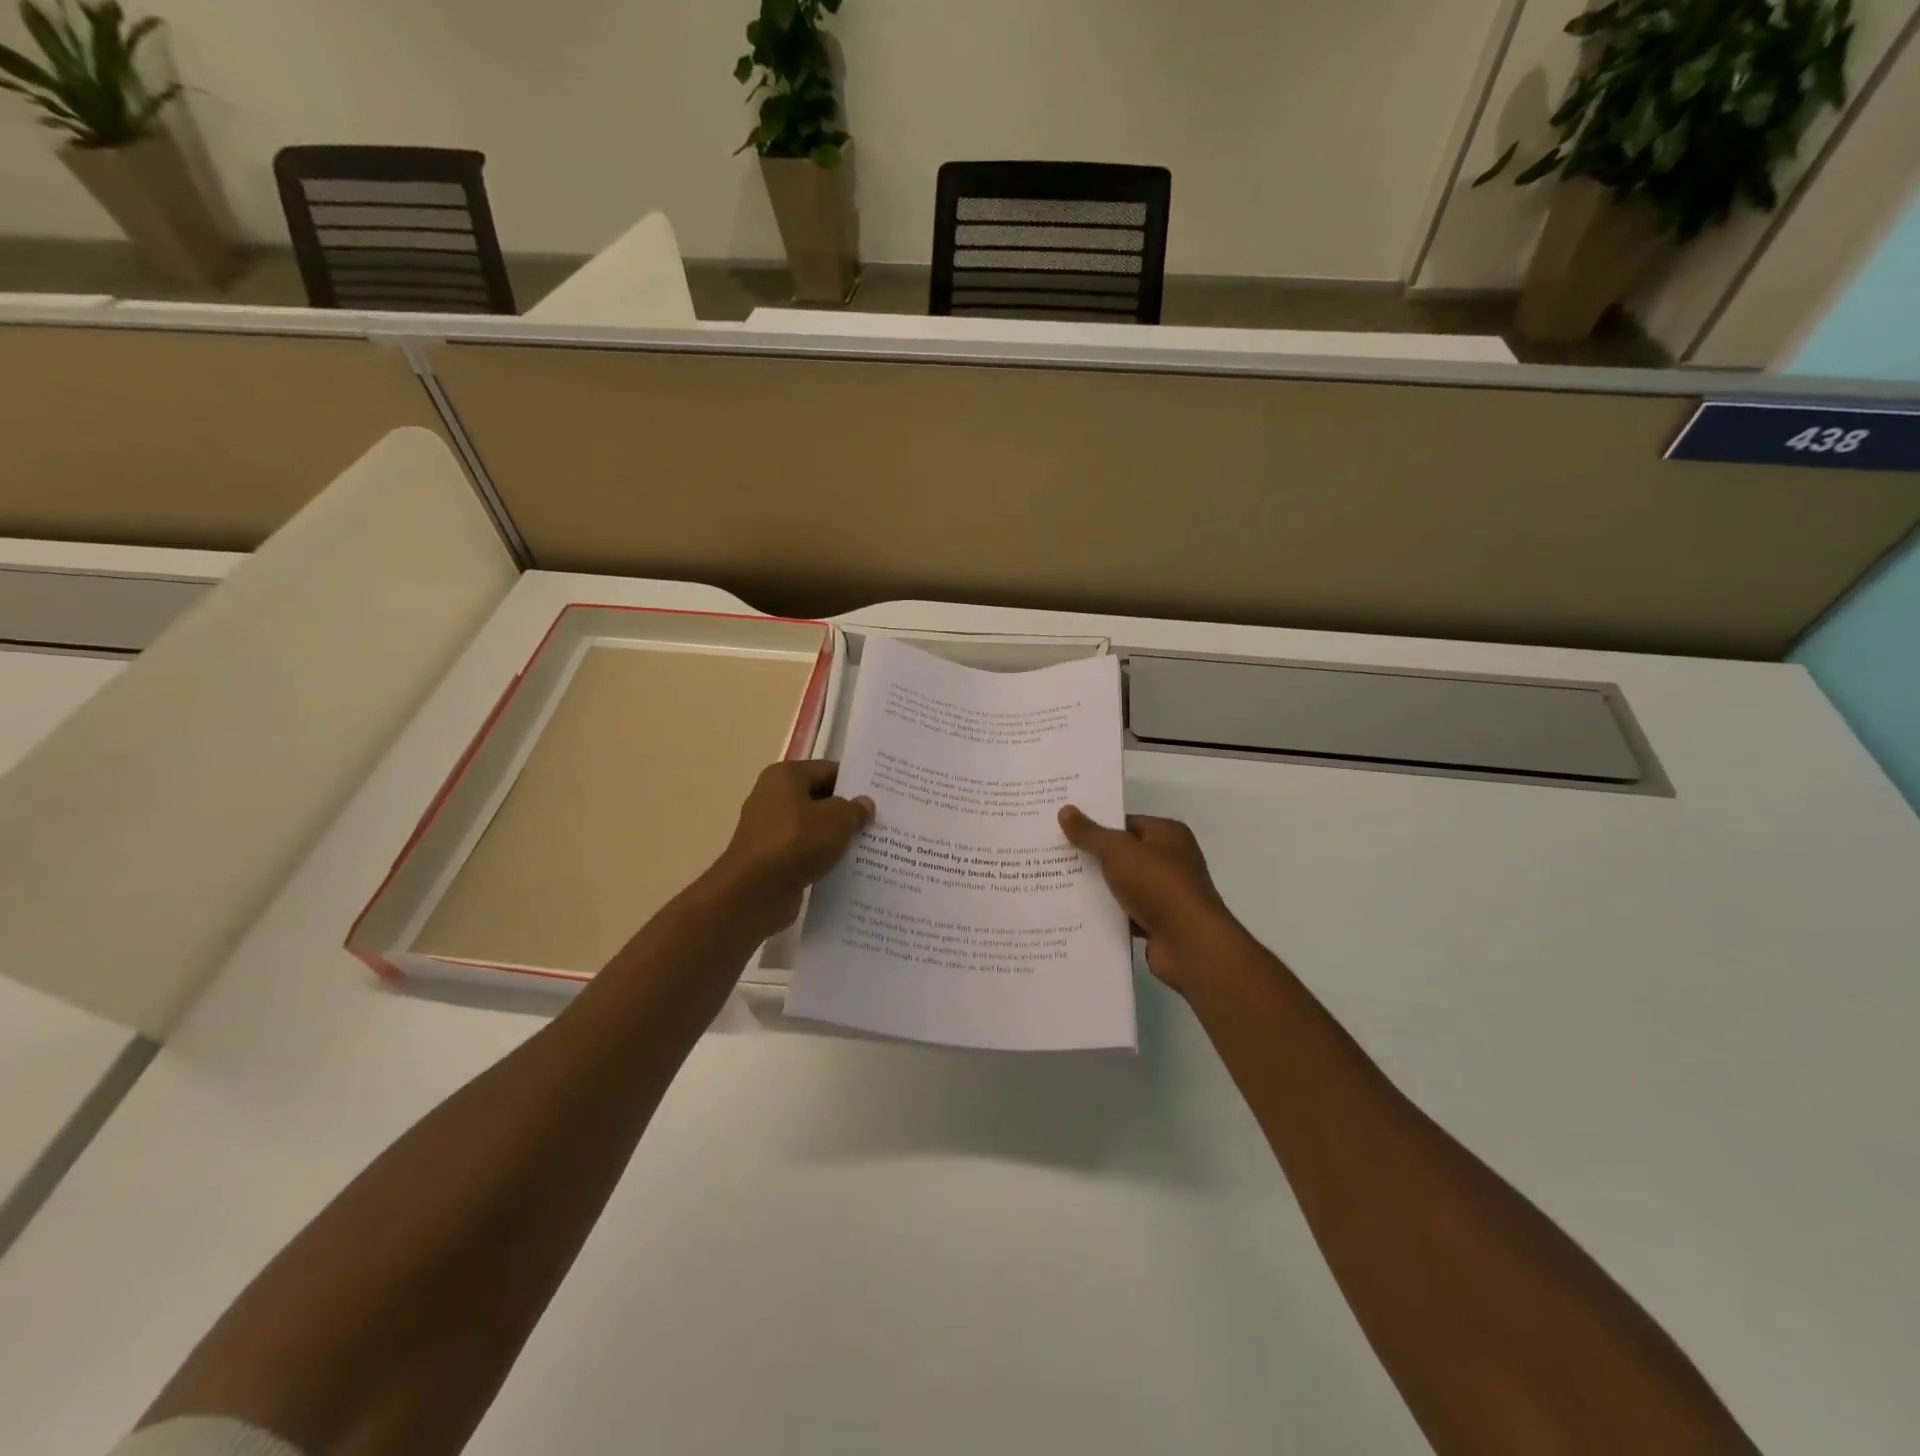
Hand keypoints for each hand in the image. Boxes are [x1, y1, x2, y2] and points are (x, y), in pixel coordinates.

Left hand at [708, 760, 873, 939]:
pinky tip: (846, 868)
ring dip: (835, 837)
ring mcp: (769, 830)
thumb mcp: (837, 820)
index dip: (854, 783)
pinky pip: (804, 852)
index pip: (828, 770)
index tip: (879, 797)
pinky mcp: (770, 859)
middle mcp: (772, 797)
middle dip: (847, 811)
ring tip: (869, 846)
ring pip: (812, 828)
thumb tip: (864, 804)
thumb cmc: (796, 842)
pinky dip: (821, 858)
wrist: (754, 892)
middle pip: (819, 799)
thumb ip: (854, 809)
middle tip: (879, 822)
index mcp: (785, 776)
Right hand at [1059, 807, 1239, 993]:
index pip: (1125, 823)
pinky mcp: (1159, 923)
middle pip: (1123, 854)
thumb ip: (1090, 834)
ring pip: (1122, 885)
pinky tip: (1077, 915)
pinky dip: (1107, 914)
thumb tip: (1065, 810)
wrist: (1190, 943)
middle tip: (1053, 856)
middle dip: (1092, 857)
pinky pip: (1125, 913)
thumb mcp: (1118, 851)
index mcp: (1168, 835)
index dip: (1095, 825)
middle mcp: (1171, 860)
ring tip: (1057, 884)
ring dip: (1097, 888)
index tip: (1063, 830)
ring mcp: (1166, 893)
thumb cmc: (1158, 885)